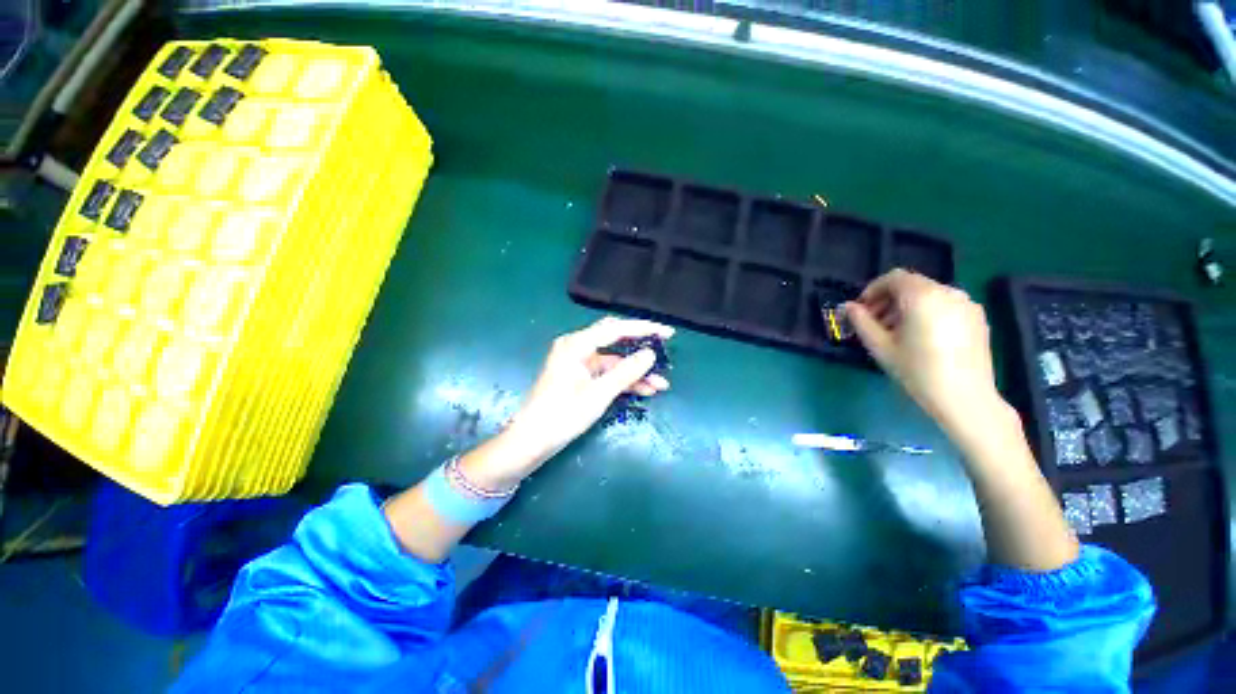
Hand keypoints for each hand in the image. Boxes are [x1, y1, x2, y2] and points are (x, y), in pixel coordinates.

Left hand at [464, 317, 673, 488]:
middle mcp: (577, 348)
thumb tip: (650, 355)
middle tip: (665, 349)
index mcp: (576, 344)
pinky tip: (645, 390)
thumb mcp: (598, 394)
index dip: (643, 328)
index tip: (667, 332)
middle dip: (641, 347)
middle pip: (615, 340)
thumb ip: (626, 372)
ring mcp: (579, 364)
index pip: (615, 329)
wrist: (531, 441)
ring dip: (636, 371)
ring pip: (614, 361)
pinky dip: (624, 381)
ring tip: (661, 383)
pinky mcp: (581, 378)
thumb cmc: (561, 415)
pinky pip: (607, 374)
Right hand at [845, 269, 1003, 439]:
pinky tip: (921, 337)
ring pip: (929, 294)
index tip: (862, 309)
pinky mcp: (977, 318)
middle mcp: (948, 292)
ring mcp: (966, 304)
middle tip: (875, 323)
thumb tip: (849, 306)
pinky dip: (927, 312)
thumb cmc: (917, 371)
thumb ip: (862, 322)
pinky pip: (945, 305)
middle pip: (911, 285)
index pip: (893, 278)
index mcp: (923, 296)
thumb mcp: (881, 347)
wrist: (965, 398)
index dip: (873, 290)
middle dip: (888, 300)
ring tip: (896, 332)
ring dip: (907, 306)